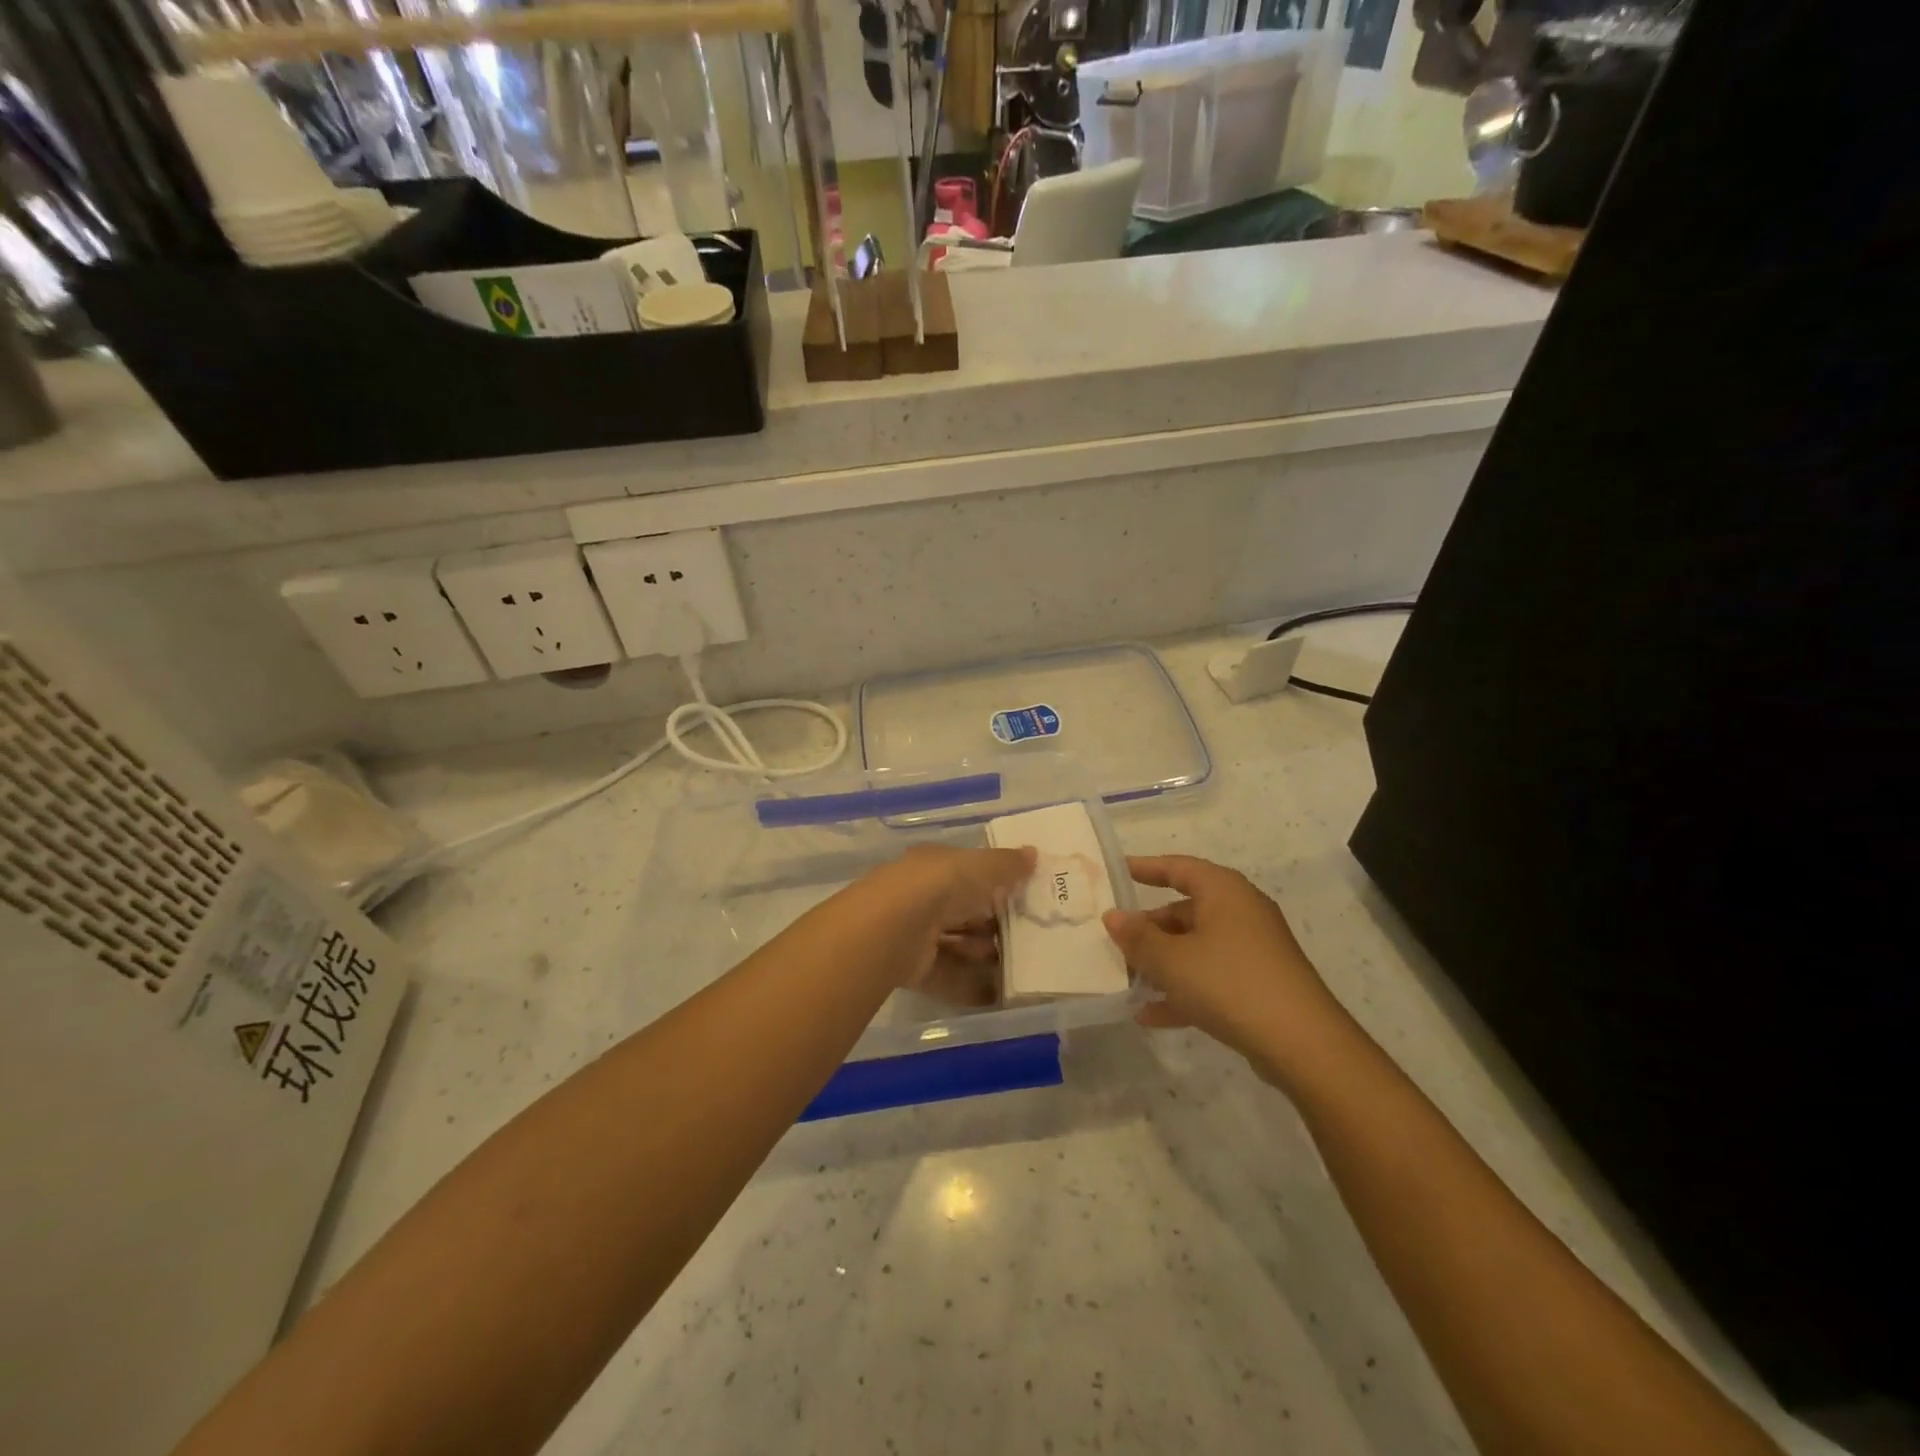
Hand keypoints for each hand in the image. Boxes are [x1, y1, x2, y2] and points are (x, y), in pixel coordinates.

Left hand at [864, 843, 1034, 1000]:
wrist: (894, 929)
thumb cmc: (940, 886)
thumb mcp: (981, 867)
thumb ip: (1007, 865)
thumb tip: (1034, 854)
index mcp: (935, 866)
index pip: (968, 873)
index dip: (996, 884)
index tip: (1026, 899)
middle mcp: (923, 897)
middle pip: (964, 912)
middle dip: (993, 924)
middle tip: (1030, 937)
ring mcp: (916, 934)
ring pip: (957, 944)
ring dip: (985, 955)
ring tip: (1021, 966)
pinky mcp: (914, 968)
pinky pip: (949, 976)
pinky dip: (972, 985)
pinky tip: (999, 993)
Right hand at [1102, 855, 1358, 1085]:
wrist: (1303, 1044)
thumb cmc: (1230, 983)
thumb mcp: (1171, 960)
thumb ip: (1138, 937)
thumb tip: (1114, 916)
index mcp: (1224, 892)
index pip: (1178, 867)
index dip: (1146, 868)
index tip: (1117, 871)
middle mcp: (1241, 912)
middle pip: (1185, 911)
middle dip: (1149, 928)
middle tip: (1115, 941)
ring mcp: (1253, 950)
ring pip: (1196, 947)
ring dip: (1162, 963)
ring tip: (1127, 980)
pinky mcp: (1258, 984)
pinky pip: (1210, 977)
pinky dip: (1183, 990)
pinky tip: (1150, 1015)